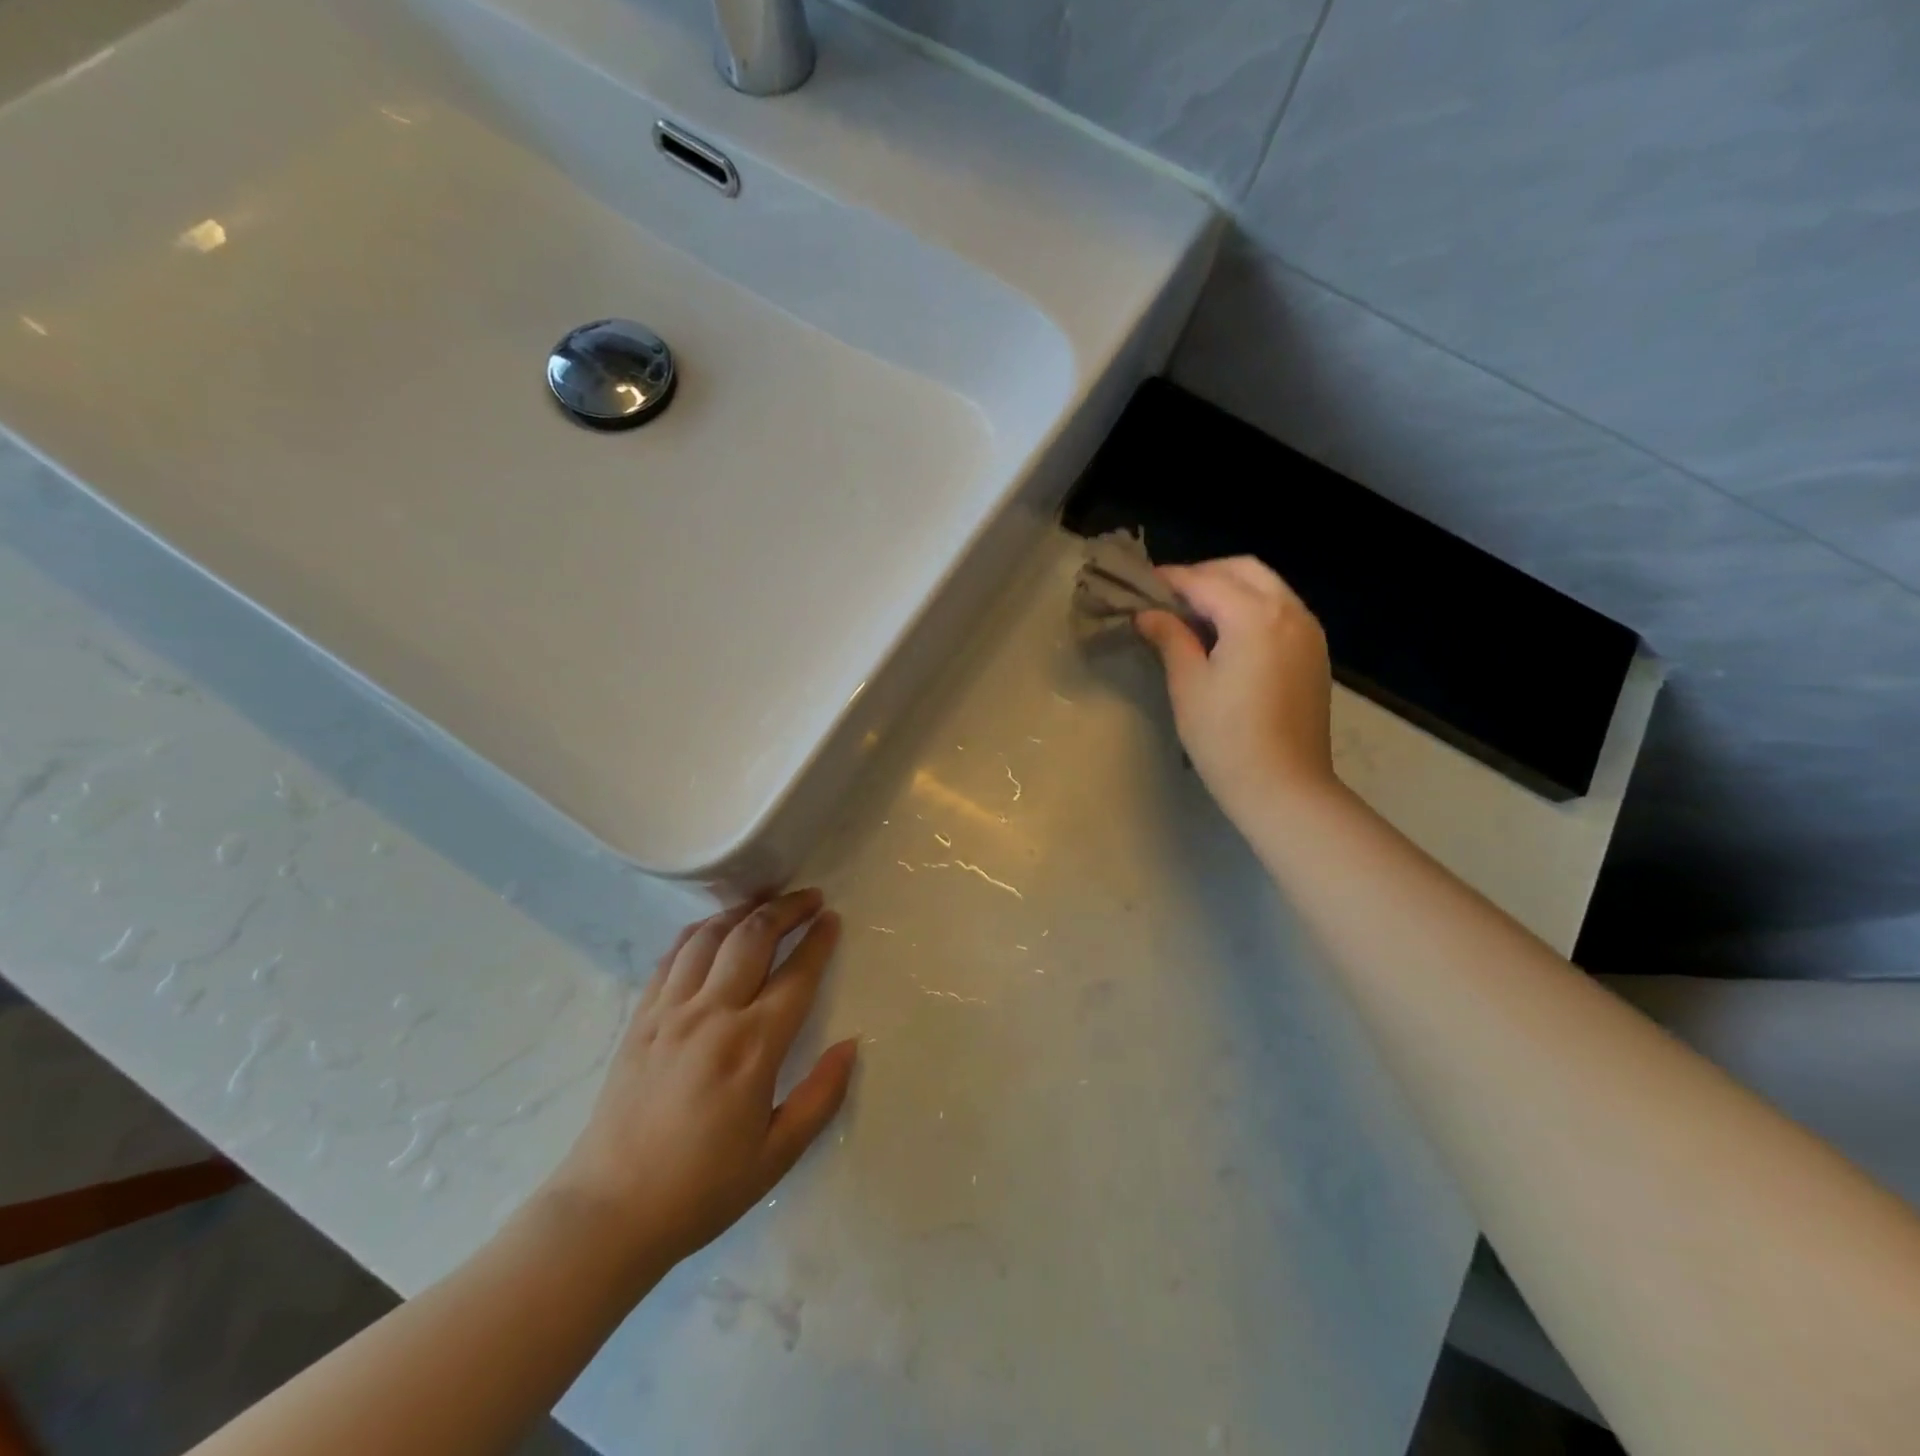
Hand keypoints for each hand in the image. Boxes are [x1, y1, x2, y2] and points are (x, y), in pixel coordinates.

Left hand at [543, 890, 857, 1281]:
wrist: (607, 1212)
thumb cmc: (701, 1189)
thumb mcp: (777, 1156)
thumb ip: (820, 1096)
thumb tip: (851, 1045)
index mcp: (751, 1047)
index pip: (795, 976)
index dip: (818, 941)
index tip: (833, 919)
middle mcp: (711, 1014)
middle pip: (753, 938)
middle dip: (786, 909)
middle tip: (810, 898)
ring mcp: (669, 1011)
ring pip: (710, 936)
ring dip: (744, 911)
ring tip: (766, 902)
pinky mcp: (640, 1018)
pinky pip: (673, 956)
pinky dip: (700, 931)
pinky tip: (713, 929)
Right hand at [1135, 556, 1336, 827]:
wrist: (1284, 786)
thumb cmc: (1226, 738)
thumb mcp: (1188, 685)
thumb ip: (1170, 638)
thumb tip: (1147, 614)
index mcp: (1255, 616)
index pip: (1206, 581)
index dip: (1171, 580)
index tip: (1142, 585)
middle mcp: (1289, 611)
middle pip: (1244, 570)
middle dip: (1205, 574)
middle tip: (1170, 597)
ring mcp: (1309, 631)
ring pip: (1268, 586)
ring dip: (1231, 588)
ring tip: (1195, 614)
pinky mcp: (1315, 653)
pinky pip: (1282, 610)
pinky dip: (1253, 607)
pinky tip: (1228, 635)